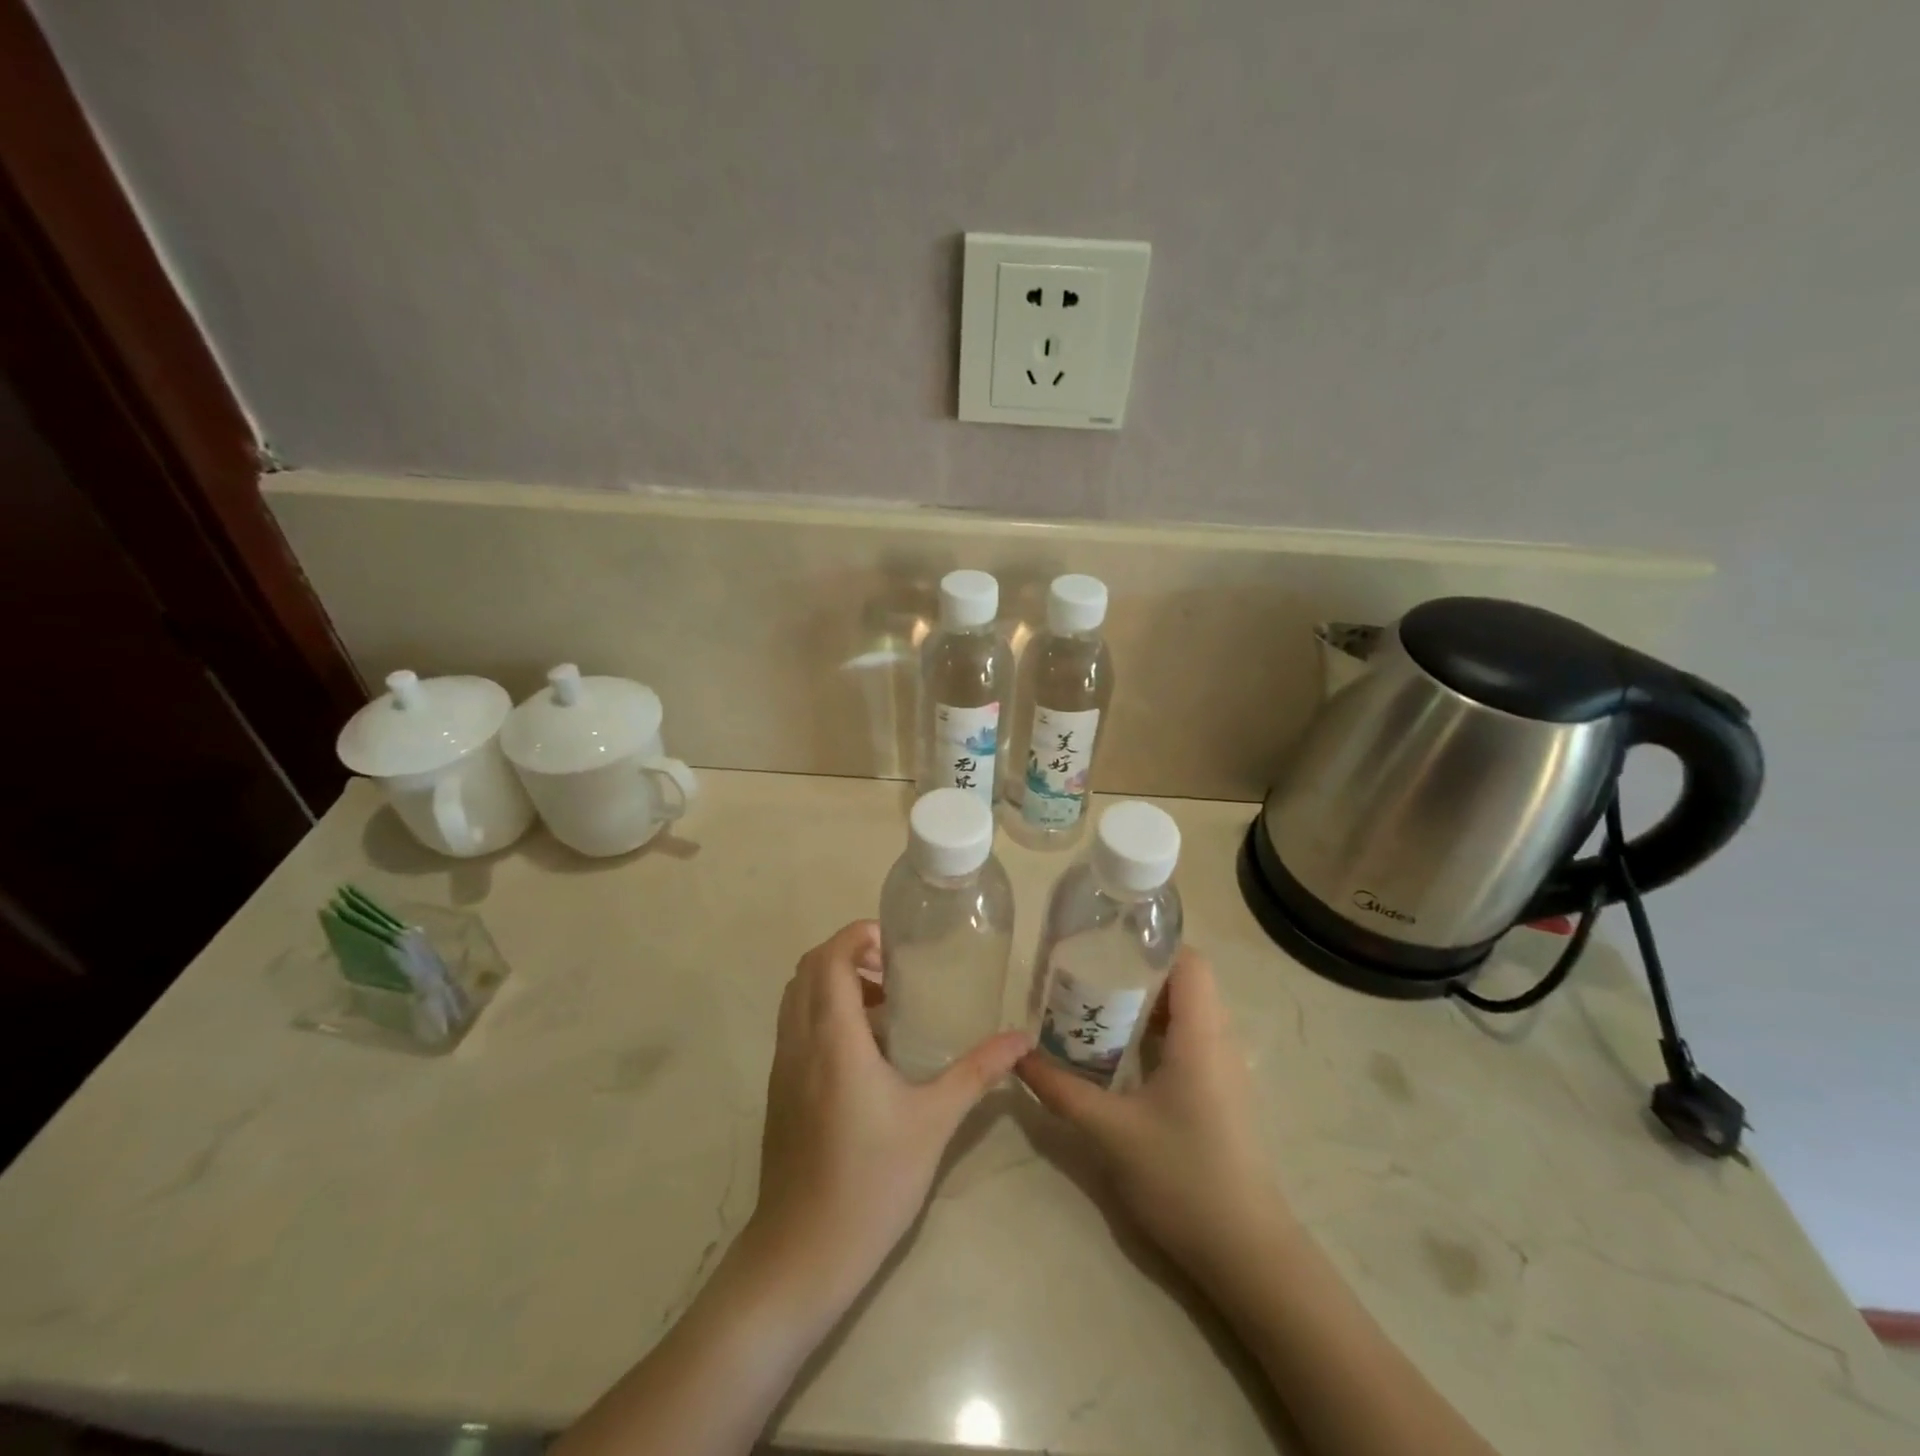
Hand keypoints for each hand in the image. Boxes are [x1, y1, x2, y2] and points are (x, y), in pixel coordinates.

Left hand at [741, 920, 1028, 1317]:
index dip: (857, 936)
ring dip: (833, 983)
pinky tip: (864, 1051)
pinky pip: (794, 1026)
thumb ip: (977, 1073)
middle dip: (848, 954)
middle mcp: (799, 1041)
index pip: (829, 957)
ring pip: (796, 997)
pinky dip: (822, 1012)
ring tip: (883, 1007)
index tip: (895, 945)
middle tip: (893, 972)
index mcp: (832, 1038)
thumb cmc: (871, 1181)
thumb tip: (1021, 1038)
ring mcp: (782, 1067)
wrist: (801, 1254)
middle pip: (808, 968)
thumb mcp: (933, 1122)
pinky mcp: (778, 1091)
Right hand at [1017, 947, 1288, 1284]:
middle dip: (1137, 974)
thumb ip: (1061, 1090)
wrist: (1247, 1254)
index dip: (1152, 946)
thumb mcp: (1111, 1133)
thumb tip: (1018, 1057)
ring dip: (1146, 1007)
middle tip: (1088, 979)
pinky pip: (1191, 1042)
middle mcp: (1220, 1042)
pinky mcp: (1222, 1094)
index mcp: (1201, 1036)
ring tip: (1097, 1011)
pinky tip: (1122, 1057)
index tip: (1106, 947)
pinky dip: (1157, 1035)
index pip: (1190, 962)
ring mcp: (1225, 1070)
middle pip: (1186, 983)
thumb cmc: (1183, 1178)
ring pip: (1188, 1014)